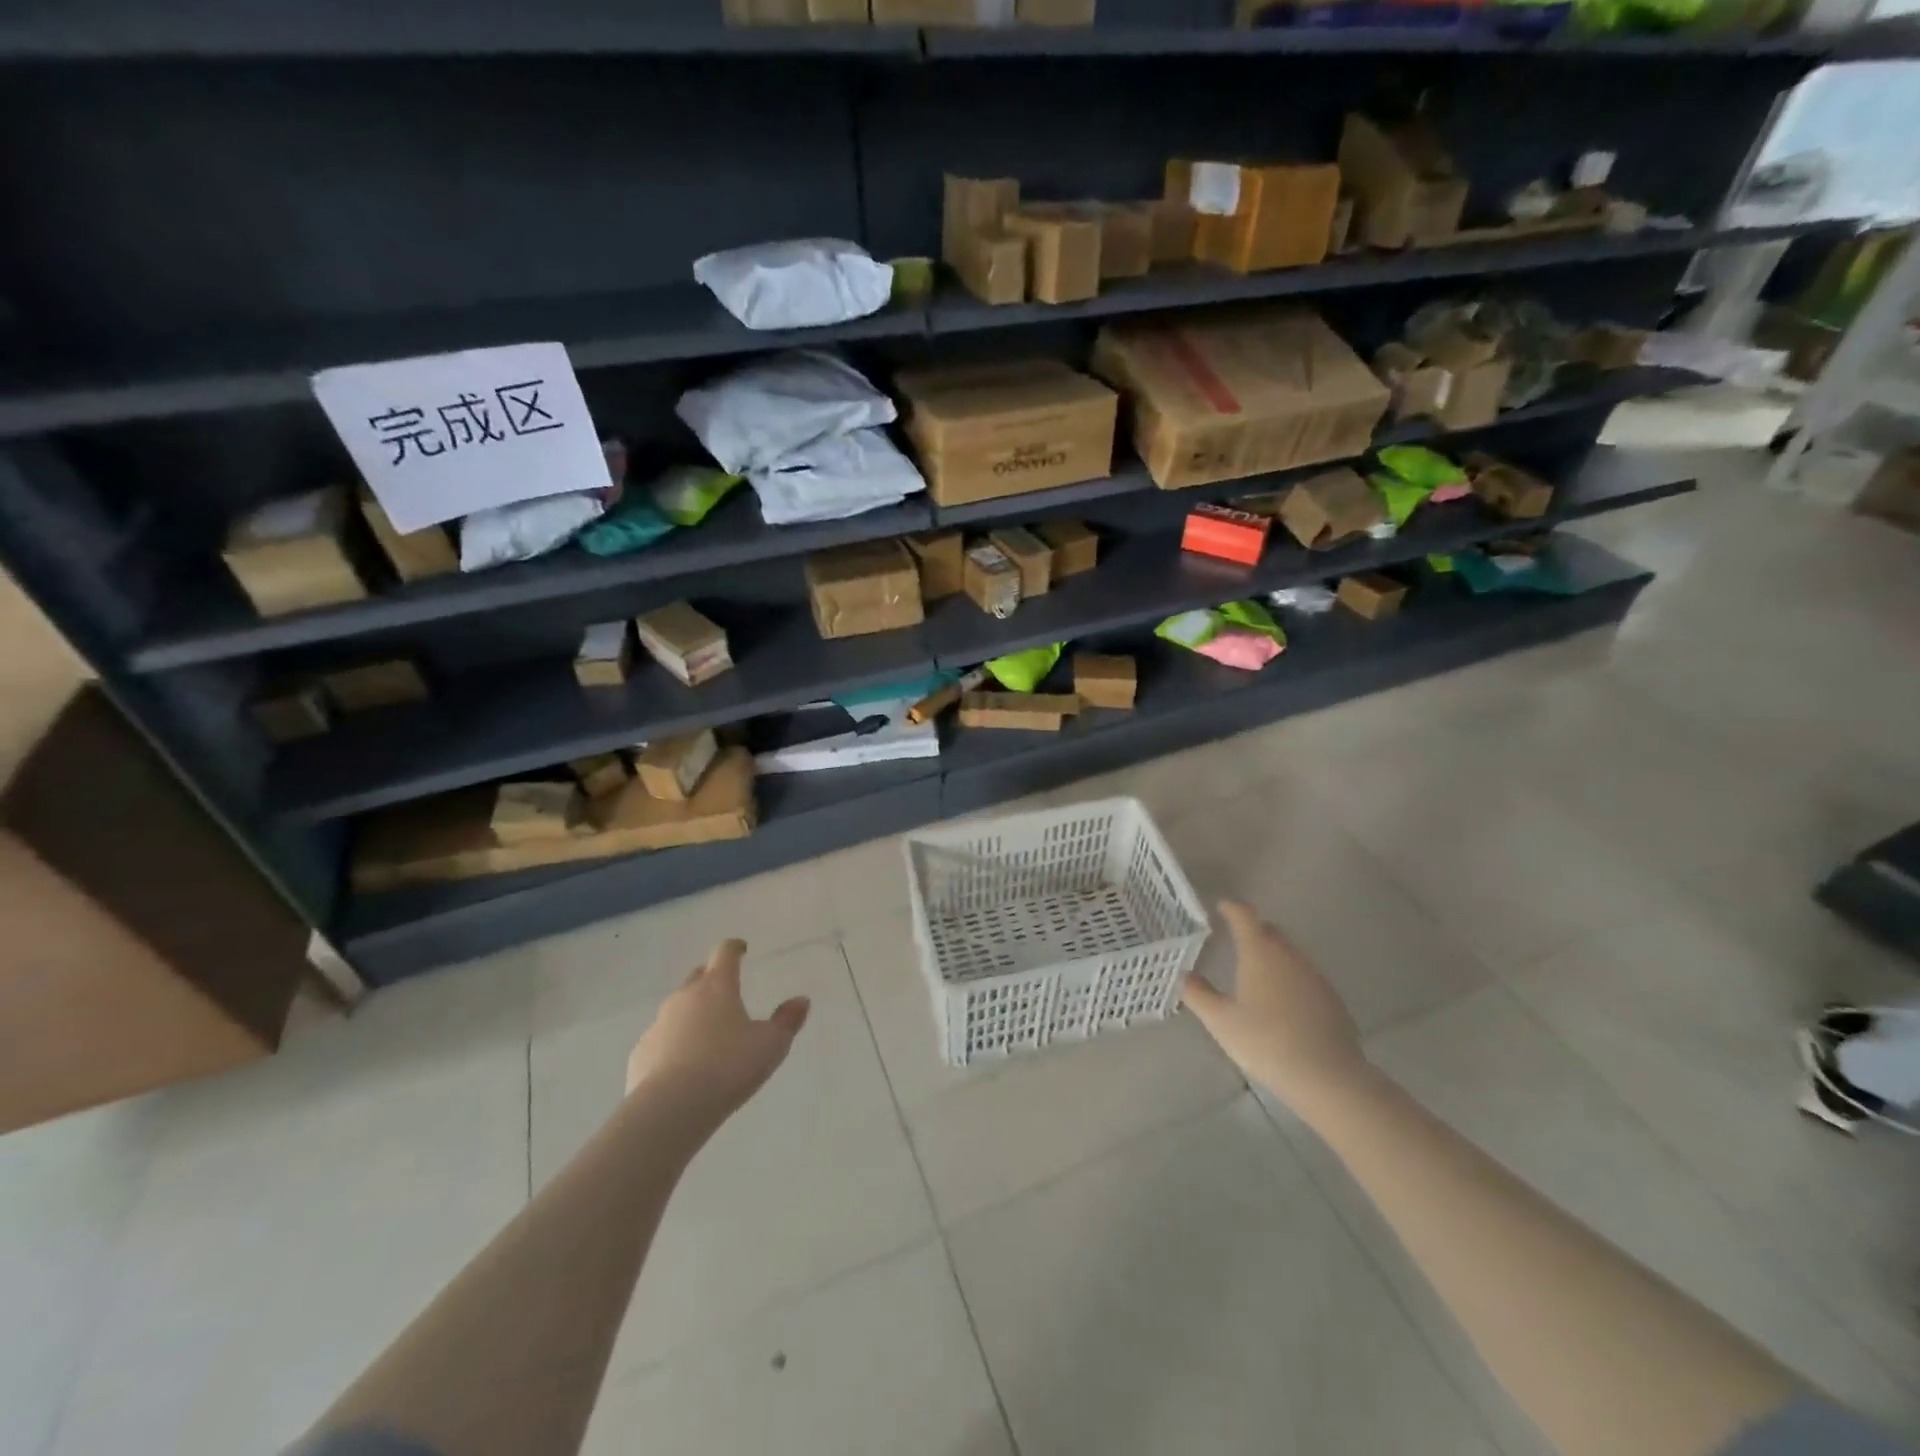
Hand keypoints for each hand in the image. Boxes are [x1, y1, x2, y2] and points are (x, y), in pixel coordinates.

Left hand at [626, 940, 810, 1132]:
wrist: (670, 1110)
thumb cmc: (728, 1068)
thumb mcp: (770, 1046)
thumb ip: (787, 1021)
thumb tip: (801, 1000)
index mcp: (717, 987)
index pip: (724, 953)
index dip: (734, 948)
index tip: (742, 949)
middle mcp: (684, 997)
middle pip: (697, 976)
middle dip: (711, 979)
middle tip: (726, 993)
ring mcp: (658, 1024)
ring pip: (677, 1009)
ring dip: (692, 1015)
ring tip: (708, 1037)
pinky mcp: (641, 1054)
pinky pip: (661, 1040)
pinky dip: (673, 1045)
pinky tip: (684, 1067)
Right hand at [1182, 901, 1369, 1109]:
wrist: (1328, 1077)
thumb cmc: (1266, 1042)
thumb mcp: (1221, 1021)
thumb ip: (1198, 994)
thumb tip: (1184, 975)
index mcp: (1260, 952)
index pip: (1245, 916)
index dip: (1231, 908)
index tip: (1221, 907)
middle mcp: (1289, 955)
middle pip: (1269, 931)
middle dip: (1252, 930)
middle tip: (1233, 941)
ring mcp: (1314, 976)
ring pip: (1288, 954)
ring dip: (1271, 955)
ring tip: (1254, 973)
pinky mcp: (1331, 998)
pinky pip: (1304, 976)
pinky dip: (1288, 978)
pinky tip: (1281, 1003)